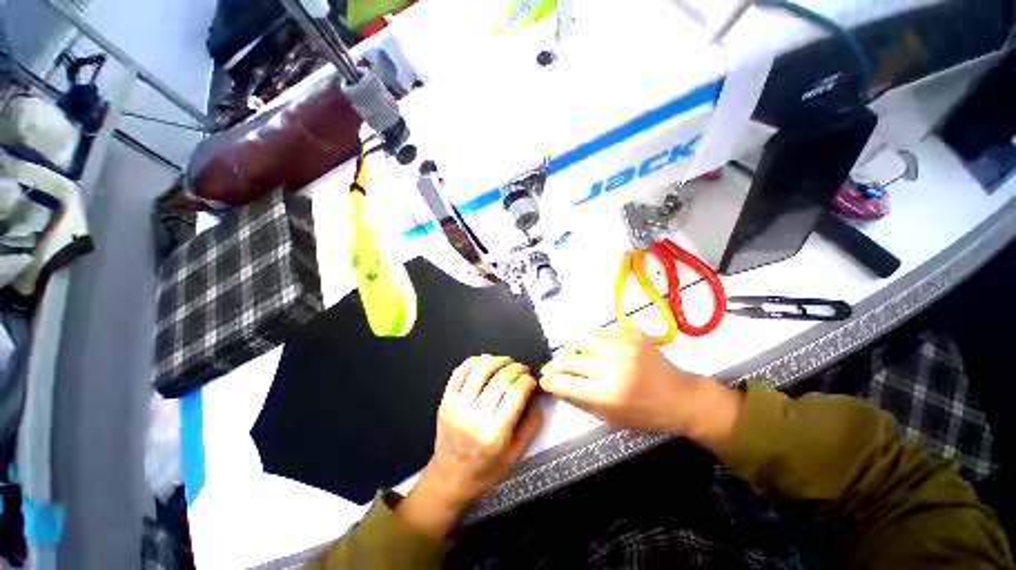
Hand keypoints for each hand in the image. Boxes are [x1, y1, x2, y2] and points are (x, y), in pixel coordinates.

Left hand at [398, 355, 542, 536]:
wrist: (450, 479)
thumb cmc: (484, 471)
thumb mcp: (516, 455)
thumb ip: (531, 424)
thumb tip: (536, 396)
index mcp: (494, 434)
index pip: (515, 393)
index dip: (527, 380)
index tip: (531, 379)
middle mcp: (474, 417)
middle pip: (500, 378)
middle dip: (516, 368)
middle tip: (522, 369)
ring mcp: (457, 406)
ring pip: (480, 369)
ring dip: (497, 360)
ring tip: (506, 362)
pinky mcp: (446, 400)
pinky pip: (460, 371)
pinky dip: (475, 361)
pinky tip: (485, 361)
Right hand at [540, 328, 740, 447]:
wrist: (682, 397)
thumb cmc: (647, 415)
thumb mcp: (611, 418)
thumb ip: (580, 401)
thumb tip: (555, 386)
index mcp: (610, 394)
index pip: (566, 383)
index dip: (550, 381)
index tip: (544, 380)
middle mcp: (614, 366)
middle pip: (570, 359)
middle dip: (555, 365)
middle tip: (552, 368)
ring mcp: (624, 345)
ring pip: (580, 337)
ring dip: (571, 348)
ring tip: (572, 355)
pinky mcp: (632, 333)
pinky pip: (599, 331)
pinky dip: (591, 340)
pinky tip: (595, 349)